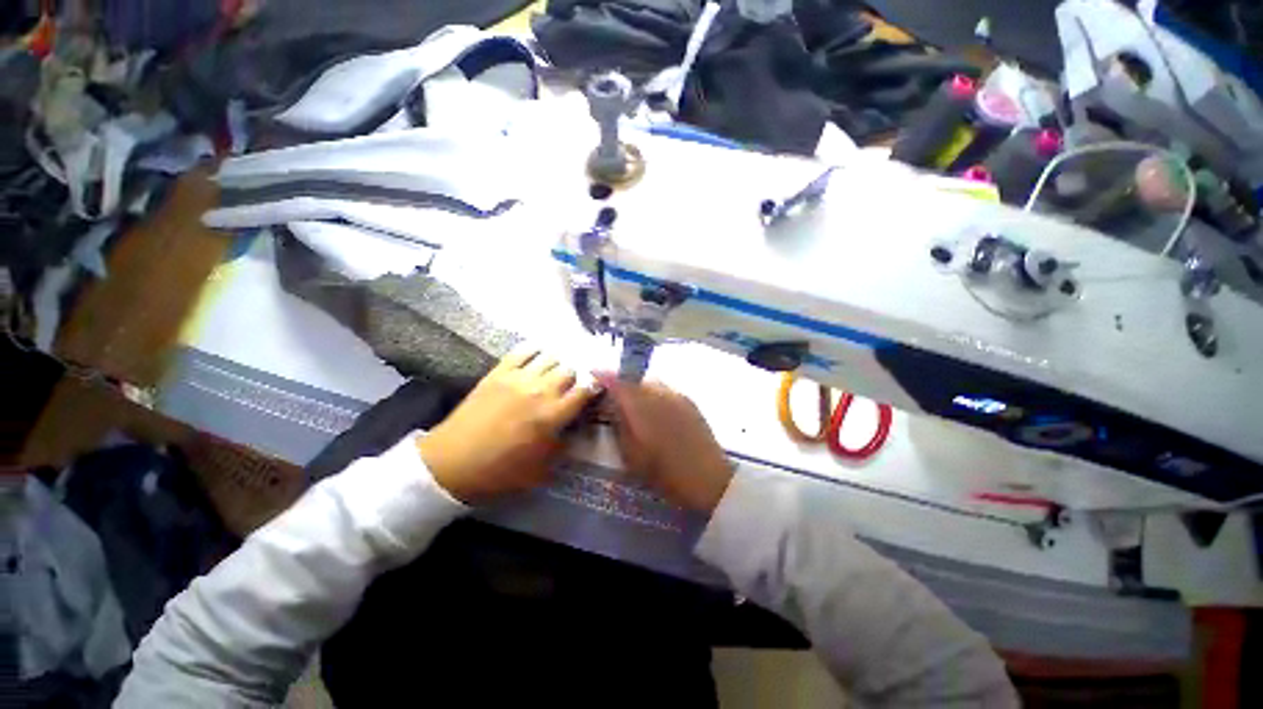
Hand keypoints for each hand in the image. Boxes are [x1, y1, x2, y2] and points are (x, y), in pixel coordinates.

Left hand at [419, 346, 598, 503]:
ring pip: (551, 357)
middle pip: (570, 370)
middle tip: (573, 386)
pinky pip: (522, 351)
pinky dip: (535, 350)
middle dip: (576, 377)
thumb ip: (563, 445)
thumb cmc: (499, 472)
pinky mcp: (498, 372)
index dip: (594, 388)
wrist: (451, 464)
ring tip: (556, 371)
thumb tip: (574, 428)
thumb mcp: (541, 469)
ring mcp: (518, 378)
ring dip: (558, 363)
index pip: (585, 391)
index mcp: (553, 415)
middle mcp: (540, 391)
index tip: (595, 391)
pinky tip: (538, 355)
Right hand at [597, 376, 733, 513]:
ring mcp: (676, 394)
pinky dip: (654, 393)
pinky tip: (654, 410)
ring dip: (638, 387)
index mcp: (641, 405)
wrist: (708, 478)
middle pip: (634, 378)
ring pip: (650, 382)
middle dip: (621, 382)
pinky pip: (665, 389)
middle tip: (612, 396)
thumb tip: (611, 405)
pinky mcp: (689, 401)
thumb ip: (618, 425)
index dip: (603, 376)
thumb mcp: (631, 454)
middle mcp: (659, 392)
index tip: (593, 374)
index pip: (617, 381)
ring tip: (633, 403)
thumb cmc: (665, 472)